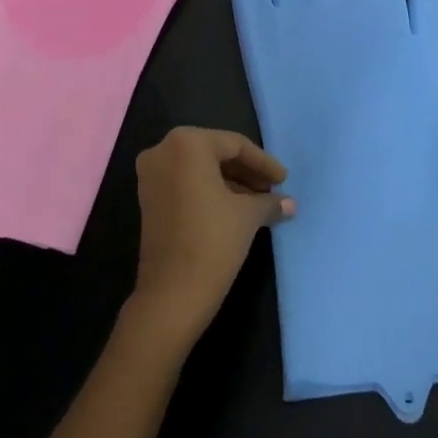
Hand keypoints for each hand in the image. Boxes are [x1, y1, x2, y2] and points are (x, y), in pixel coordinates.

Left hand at [128, 127, 294, 351]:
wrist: (171, 294)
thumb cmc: (213, 241)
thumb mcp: (248, 216)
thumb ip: (269, 201)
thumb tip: (289, 203)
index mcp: (187, 143)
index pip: (235, 145)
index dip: (263, 163)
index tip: (284, 180)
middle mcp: (163, 150)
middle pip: (215, 154)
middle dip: (246, 172)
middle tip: (272, 190)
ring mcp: (150, 175)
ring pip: (200, 170)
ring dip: (230, 183)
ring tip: (259, 203)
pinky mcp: (148, 198)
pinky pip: (185, 184)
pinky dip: (210, 192)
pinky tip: (236, 210)